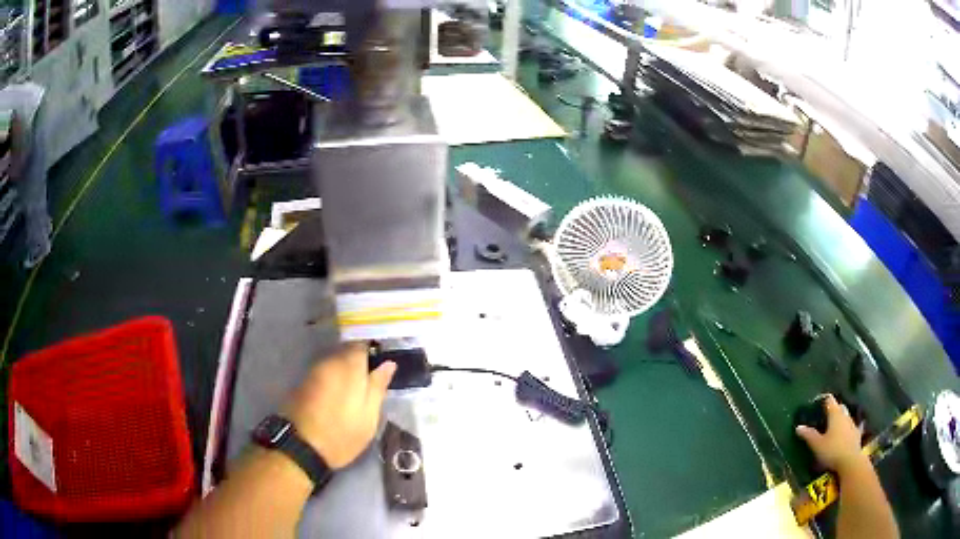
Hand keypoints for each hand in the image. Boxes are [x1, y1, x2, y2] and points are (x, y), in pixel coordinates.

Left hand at [284, 342, 395, 469]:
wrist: (301, 447)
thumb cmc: (342, 433)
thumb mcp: (369, 416)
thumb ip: (378, 386)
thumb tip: (388, 363)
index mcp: (348, 367)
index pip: (363, 344)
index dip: (374, 351)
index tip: (381, 364)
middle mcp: (329, 362)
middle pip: (347, 352)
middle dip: (359, 363)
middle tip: (371, 382)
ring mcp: (313, 371)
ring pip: (334, 363)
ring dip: (345, 373)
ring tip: (355, 392)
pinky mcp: (303, 383)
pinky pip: (324, 374)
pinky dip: (332, 381)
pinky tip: (337, 397)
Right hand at [795, 394, 866, 473]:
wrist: (850, 461)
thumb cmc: (832, 451)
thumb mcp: (817, 445)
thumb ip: (809, 435)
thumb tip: (799, 427)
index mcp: (835, 414)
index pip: (830, 400)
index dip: (823, 399)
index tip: (817, 403)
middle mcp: (845, 415)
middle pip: (840, 407)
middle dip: (834, 409)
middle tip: (825, 416)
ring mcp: (853, 424)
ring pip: (846, 416)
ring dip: (841, 419)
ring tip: (835, 425)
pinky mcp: (857, 434)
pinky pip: (853, 427)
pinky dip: (849, 428)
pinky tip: (849, 431)